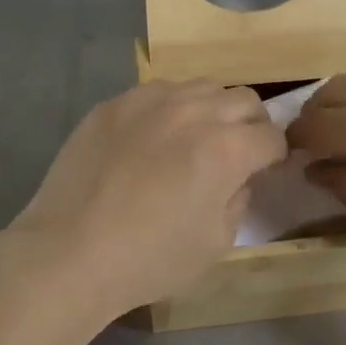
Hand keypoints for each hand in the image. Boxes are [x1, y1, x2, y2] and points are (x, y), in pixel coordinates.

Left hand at [11, 80, 284, 317]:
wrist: (71, 251)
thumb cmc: (150, 258)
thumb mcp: (215, 243)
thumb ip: (238, 199)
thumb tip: (238, 177)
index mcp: (226, 148)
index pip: (272, 136)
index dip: (274, 155)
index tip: (265, 169)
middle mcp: (194, 111)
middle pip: (244, 99)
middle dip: (251, 124)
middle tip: (236, 151)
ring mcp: (151, 100)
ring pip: (202, 86)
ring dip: (212, 108)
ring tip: (194, 137)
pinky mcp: (117, 101)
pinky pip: (158, 91)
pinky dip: (170, 108)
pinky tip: (152, 137)